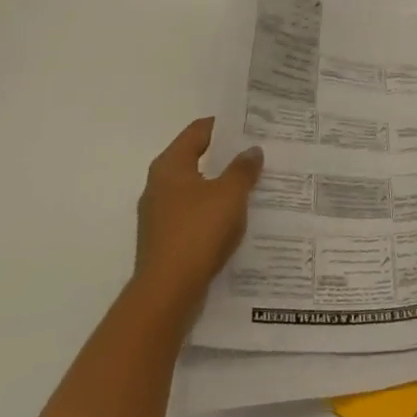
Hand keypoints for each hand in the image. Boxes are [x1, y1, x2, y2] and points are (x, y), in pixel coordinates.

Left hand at [131, 117, 262, 331]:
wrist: (168, 291)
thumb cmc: (198, 230)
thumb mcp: (230, 193)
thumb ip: (243, 168)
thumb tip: (251, 150)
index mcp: (170, 166)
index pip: (198, 131)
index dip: (224, 125)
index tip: (251, 124)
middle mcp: (159, 185)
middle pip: (196, 158)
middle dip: (225, 155)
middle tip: (257, 152)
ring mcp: (160, 214)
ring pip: (196, 188)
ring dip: (221, 184)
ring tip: (253, 183)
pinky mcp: (166, 239)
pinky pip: (195, 213)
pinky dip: (214, 209)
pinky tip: (237, 216)